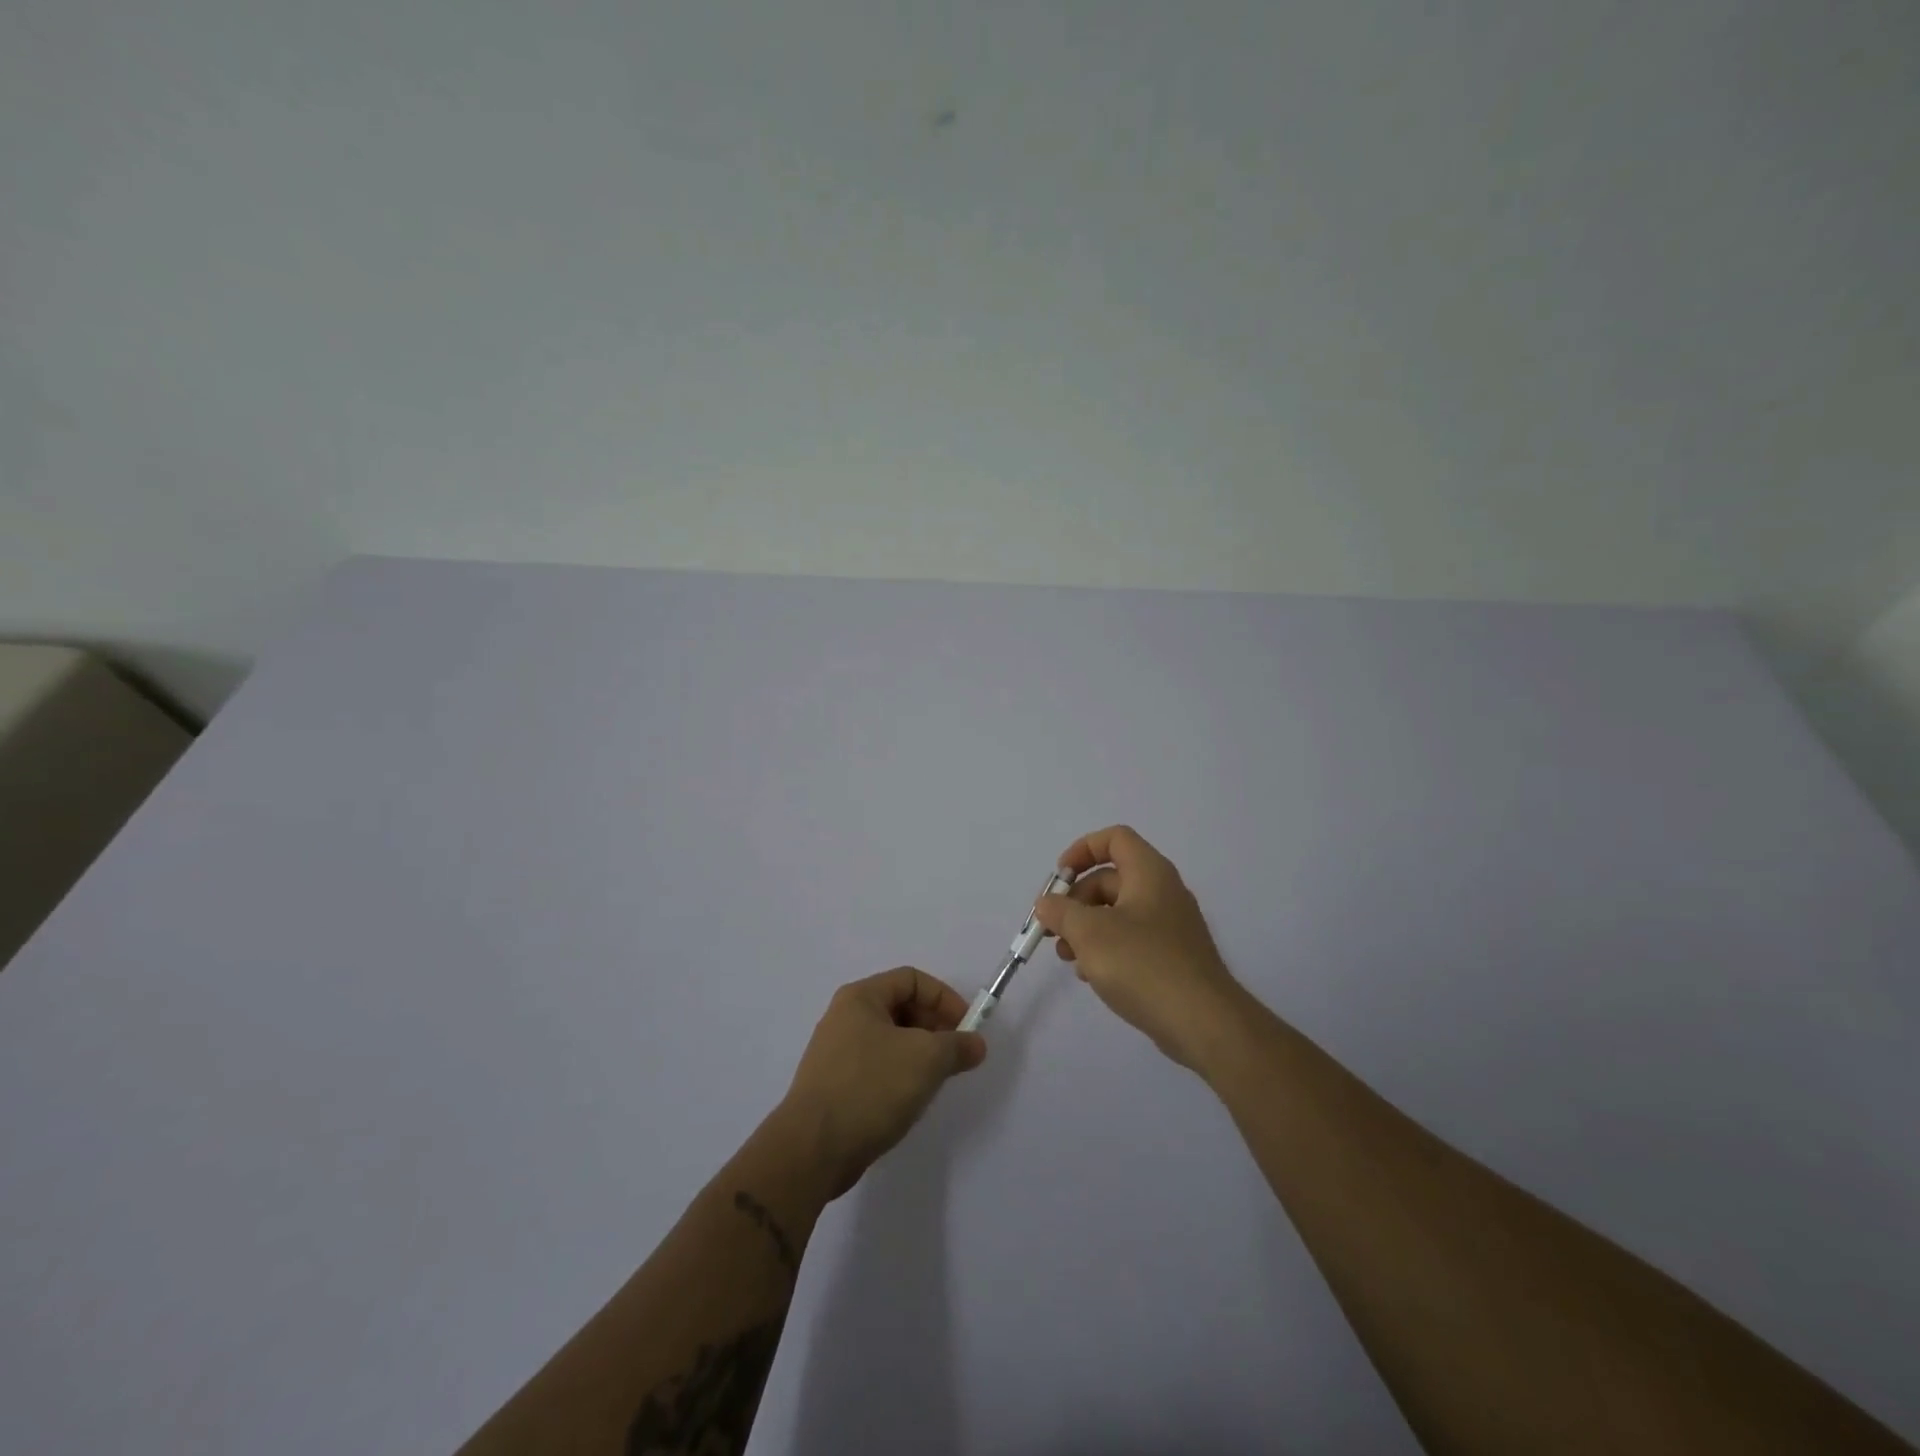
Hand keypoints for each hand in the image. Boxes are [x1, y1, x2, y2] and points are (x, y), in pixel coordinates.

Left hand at [777, 967, 986, 1198]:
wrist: (812, 1149)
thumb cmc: (871, 1087)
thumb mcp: (926, 1060)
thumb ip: (957, 1046)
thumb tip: (976, 1044)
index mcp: (861, 997)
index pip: (912, 979)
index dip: (944, 998)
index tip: (966, 1028)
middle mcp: (844, 1017)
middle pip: (900, 1007)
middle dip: (934, 1027)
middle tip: (955, 1056)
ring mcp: (836, 1053)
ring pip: (890, 1040)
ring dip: (919, 1054)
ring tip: (935, 1080)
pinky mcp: (834, 1086)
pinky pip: (876, 1067)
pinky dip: (899, 1075)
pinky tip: (909, 1101)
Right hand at [1030, 825, 1247, 1072]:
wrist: (1202, 1022)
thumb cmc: (1142, 964)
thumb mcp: (1089, 932)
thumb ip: (1061, 912)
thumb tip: (1047, 904)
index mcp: (1149, 873)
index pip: (1115, 838)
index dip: (1082, 850)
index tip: (1059, 878)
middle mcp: (1163, 892)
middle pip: (1110, 879)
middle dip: (1076, 900)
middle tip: (1054, 929)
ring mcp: (1170, 926)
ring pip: (1118, 913)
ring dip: (1086, 928)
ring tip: (1067, 957)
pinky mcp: (1172, 958)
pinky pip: (1131, 940)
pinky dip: (1106, 949)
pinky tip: (1091, 976)